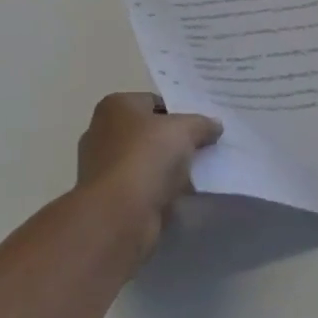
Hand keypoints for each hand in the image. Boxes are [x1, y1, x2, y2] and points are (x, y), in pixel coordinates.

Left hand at [75, 93, 220, 248]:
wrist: (119, 214)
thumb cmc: (146, 157)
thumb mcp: (183, 130)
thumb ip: (201, 124)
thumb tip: (215, 125)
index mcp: (115, 106)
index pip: (154, 102)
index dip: (180, 113)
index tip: (203, 127)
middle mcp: (102, 131)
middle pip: (149, 133)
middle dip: (174, 142)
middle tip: (205, 149)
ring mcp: (103, 167)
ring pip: (146, 162)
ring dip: (168, 169)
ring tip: (198, 174)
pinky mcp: (109, 197)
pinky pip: (142, 187)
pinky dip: (159, 192)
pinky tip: (182, 197)